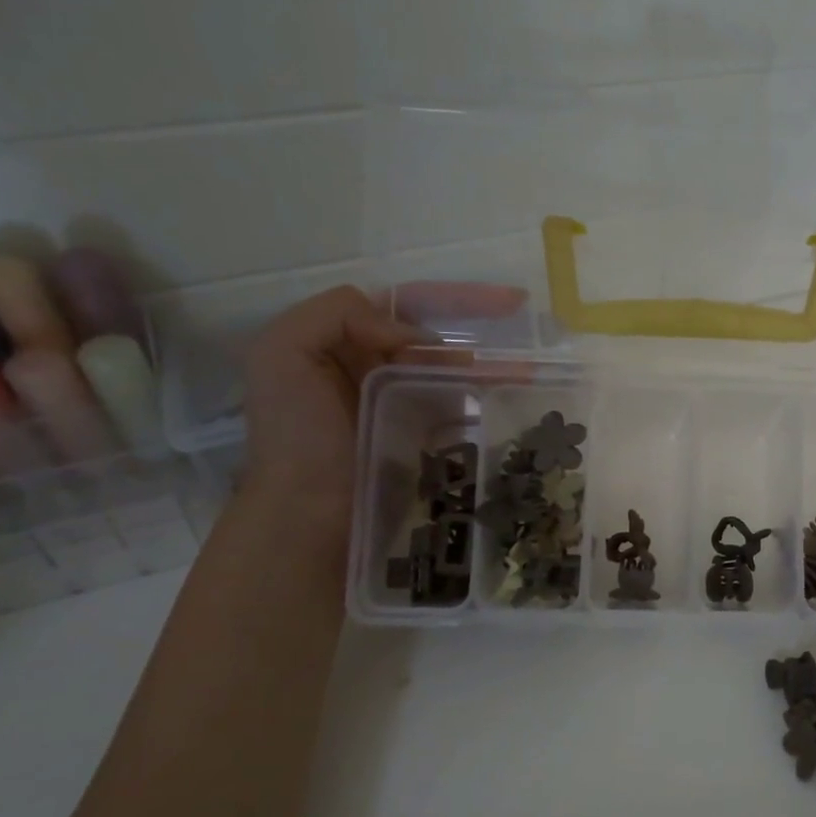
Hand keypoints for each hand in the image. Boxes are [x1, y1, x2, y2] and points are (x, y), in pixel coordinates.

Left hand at [240, 283, 525, 544]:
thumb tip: (413, 337)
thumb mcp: (282, 354)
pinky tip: (517, 400)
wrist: (308, 517)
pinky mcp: (425, 440)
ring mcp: (404, 404)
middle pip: (440, 337)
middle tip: (531, 336)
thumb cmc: (296, 436)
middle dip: (485, 331)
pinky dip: (489, 400)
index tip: (510, 302)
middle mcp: (375, 367)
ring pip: (457, 371)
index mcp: (342, 342)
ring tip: (533, 372)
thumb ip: (335, 314)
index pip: (407, 306)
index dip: (456, 299)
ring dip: (496, 366)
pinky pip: (463, 409)